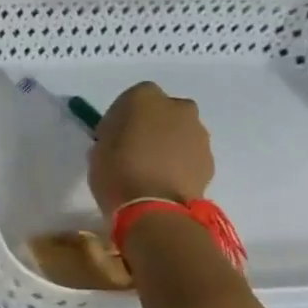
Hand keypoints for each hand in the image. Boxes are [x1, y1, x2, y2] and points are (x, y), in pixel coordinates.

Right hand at [89, 81, 214, 217]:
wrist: (155, 208)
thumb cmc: (117, 173)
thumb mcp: (98, 150)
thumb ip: (112, 136)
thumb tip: (120, 138)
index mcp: (144, 98)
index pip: (130, 99)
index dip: (120, 118)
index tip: (110, 137)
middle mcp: (177, 107)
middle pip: (162, 112)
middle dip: (150, 125)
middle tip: (134, 149)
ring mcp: (198, 133)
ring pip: (179, 132)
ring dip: (167, 143)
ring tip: (150, 169)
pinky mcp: (209, 158)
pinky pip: (189, 154)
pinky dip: (179, 162)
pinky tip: (164, 181)